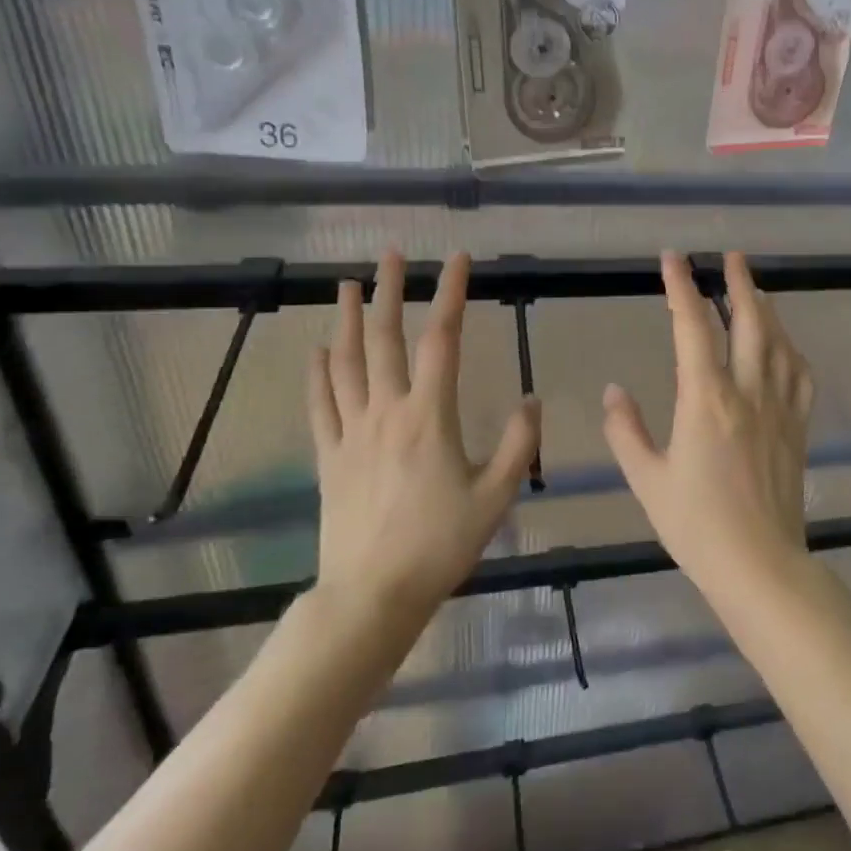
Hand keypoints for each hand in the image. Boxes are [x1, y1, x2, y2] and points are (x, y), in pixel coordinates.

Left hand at [306, 252, 539, 638]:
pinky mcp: (329, 457)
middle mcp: (387, 412)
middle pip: (383, 339)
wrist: (372, 596)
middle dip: (387, 291)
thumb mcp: (496, 496)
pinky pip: (321, 404)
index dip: (450, 294)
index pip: (441, 340)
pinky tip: (318, 350)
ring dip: (346, 320)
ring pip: (345, 363)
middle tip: (390, 255)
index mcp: (430, 417)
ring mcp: (351, 433)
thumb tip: (532, 399)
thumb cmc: (441, 545)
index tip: (457, 259)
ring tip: (346, 285)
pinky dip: (318, 373)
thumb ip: (517, 444)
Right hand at [602, 252, 813, 597]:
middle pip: (749, 321)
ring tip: (755, 290)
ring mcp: (779, 408)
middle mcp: (747, 391)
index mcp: (705, 399)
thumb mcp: (647, 480)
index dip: (681, 287)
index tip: (674, 258)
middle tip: (731, 255)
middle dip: (739, 282)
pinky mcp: (798, 427)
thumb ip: (625, 431)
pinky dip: (791, 350)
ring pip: (779, 342)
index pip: (692, 327)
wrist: (760, 564)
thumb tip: (613, 391)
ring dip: (767, 309)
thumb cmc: (696, 525)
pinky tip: (785, 346)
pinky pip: (800, 375)